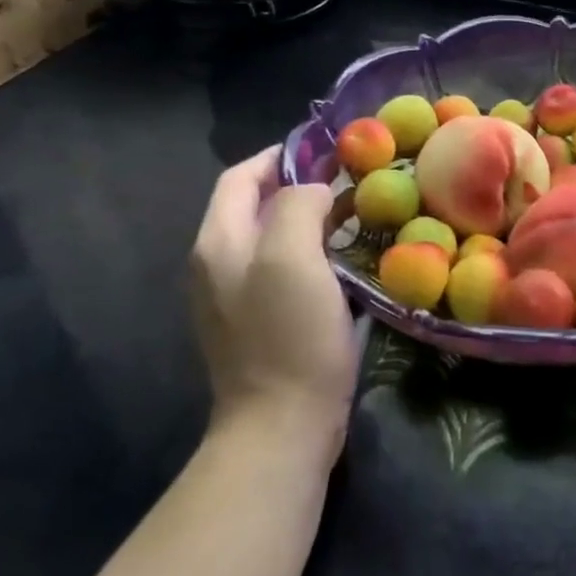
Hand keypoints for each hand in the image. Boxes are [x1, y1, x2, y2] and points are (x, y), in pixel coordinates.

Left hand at [190, 147, 355, 446]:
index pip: (241, 177)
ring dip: (311, 221)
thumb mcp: (292, 258)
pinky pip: (285, 271)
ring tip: (356, 215)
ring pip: (274, 240)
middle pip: (256, 207)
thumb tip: (314, 191)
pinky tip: (346, 262)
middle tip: (350, 182)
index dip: (280, 156)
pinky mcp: (261, 324)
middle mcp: (219, 265)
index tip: (327, 150)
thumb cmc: (288, 336)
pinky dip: (313, 255)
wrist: (282, 425)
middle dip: (300, 187)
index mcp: (219, 243)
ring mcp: (237, 298)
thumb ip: (298, 206)